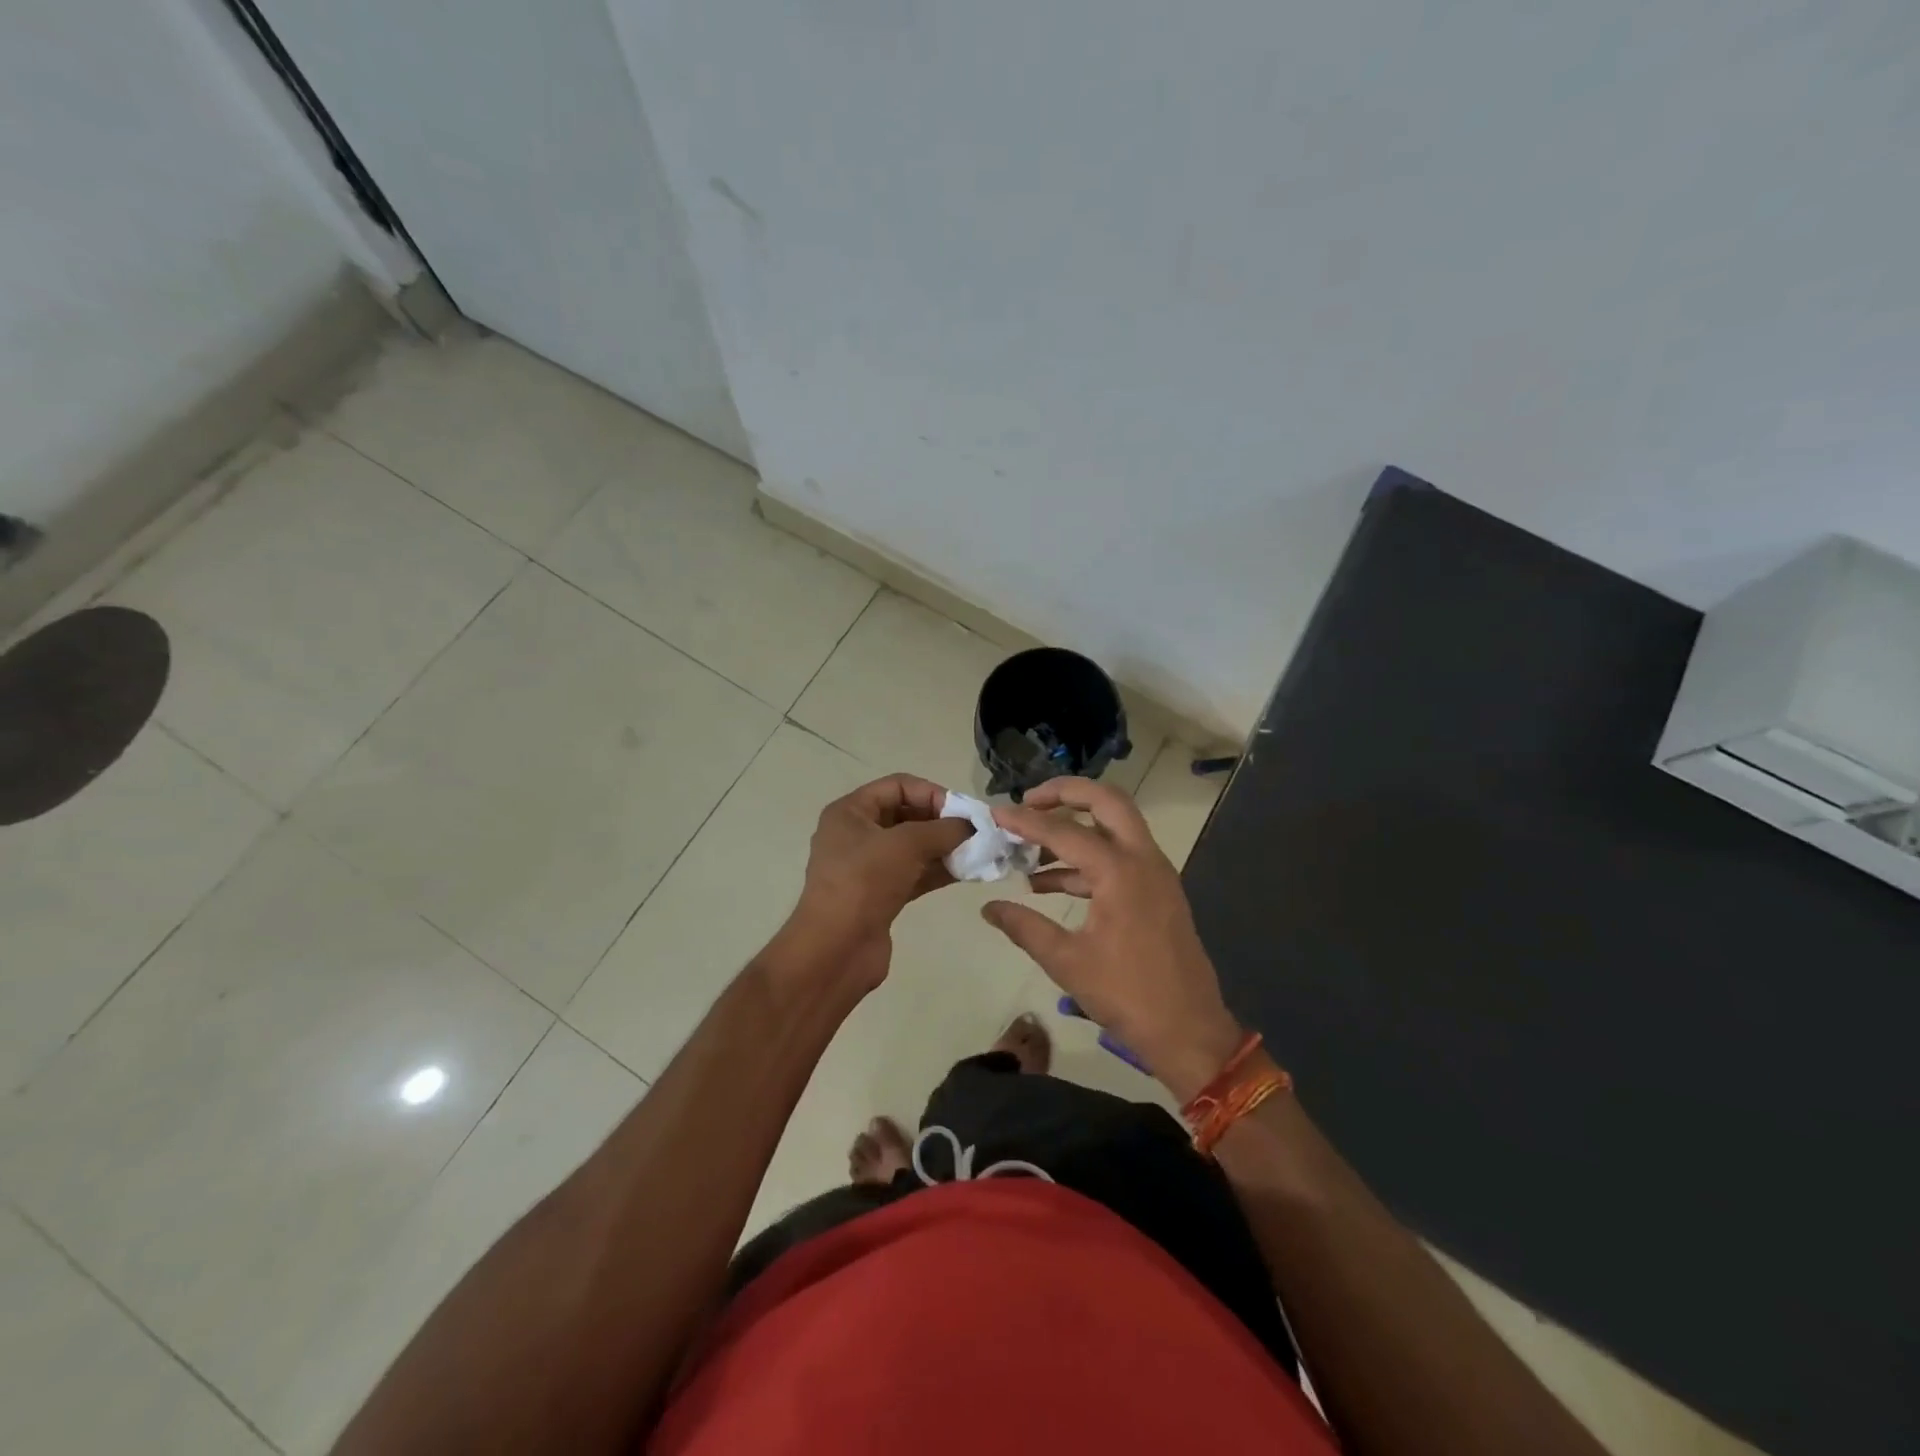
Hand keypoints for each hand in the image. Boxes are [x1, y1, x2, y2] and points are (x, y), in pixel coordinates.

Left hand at [775, 774, 971, 993]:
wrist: (835, 949)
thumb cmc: (864, 882)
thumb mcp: (906, 845)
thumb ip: (943, 830)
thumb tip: (971, 827)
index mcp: (850, 812)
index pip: (898, 785)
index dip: (932, 792)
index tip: (963, 811)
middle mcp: (856, 835)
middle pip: (906, 815)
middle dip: (941, 822)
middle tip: (975, 832)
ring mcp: (867, 868)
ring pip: (913, 847)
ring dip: (944, 847)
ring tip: (978, 852)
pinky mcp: (880, 895)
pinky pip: (914, 874)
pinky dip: (938, 871)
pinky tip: (967, 872)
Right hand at [983, 778, 1244, 1100]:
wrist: (1189, 1031)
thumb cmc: (1128, 995)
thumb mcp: (1067, 962)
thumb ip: (1024, 927)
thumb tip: (988, 908)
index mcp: (1120, 871)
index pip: (1064, 831)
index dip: (1026, 820)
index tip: (995, 812)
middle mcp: (1143, 859)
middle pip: (1106, 801)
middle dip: (1066, 793)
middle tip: (1029, 801)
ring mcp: (1155, 873)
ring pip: (1115, 826)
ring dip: (1075, 827)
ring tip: (1029, 848)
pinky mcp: (1157, 891)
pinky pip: (1119, 857)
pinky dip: (1086, 860)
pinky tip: (1048, 884)